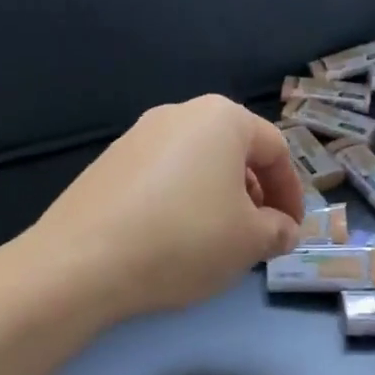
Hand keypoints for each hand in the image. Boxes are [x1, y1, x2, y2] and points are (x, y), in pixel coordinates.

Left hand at [33, 95, 305, 318]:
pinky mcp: (108, 163)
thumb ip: (278, 230)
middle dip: (254, 195)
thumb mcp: (249, 241)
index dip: (292, 193)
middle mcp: (178, 114)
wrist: (82, 261)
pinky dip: (181, 202)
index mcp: (221, 118)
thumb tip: (281, 229)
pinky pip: (162, 177)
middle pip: (233, 152)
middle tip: (256, 236)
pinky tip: (172, 239)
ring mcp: (137, 136)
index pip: (275, 150)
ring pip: (196, 165)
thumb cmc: (184, 240)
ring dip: (218, 199)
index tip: (292, 231)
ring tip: (216, 241)